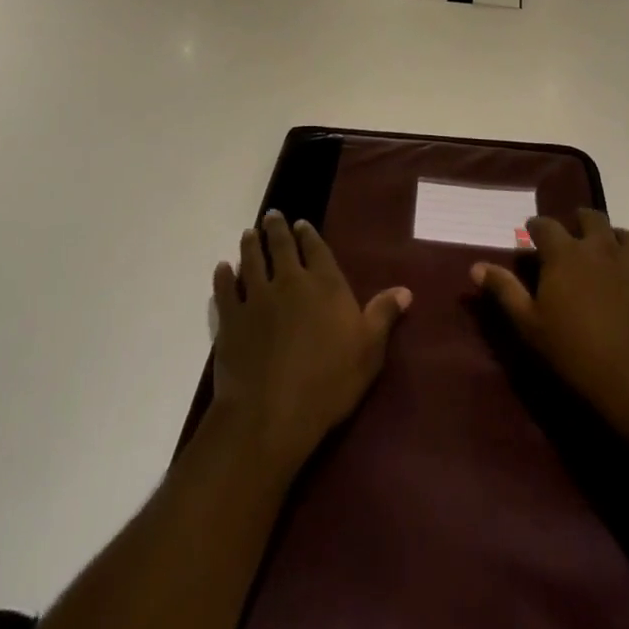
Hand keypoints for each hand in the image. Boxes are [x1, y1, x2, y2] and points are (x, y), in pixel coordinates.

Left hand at [210, 212, 411, 477]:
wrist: (272, 412)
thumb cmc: (328, 382)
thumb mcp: (369, 351)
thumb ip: (383, 315)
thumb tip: (405, 289)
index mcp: (324, 284)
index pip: (316, 249)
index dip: (308, 235)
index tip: (302, 224)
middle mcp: (289, 281)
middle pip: (281, 246)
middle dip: (277, 229)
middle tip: (272, 216)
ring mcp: (256, 297)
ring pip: (252, 260)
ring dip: (250, 245)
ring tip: (249, 233)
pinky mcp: (231, 318)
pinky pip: (225, 289)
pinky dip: (223, 277)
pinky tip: (222, 269)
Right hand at [472, 210, 628, 462]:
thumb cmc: (576, 355)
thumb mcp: (530, 326)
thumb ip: (504, 291)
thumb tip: (476, 266)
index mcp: (565, 253)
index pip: (545, 225)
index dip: (536, 228)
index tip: (531, 234)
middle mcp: (599, 248)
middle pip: (589, 217)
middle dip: (576, 222)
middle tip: (569, 241)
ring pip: (621, 234)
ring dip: (609, 237)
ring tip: (602, 255)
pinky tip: (626, 284)